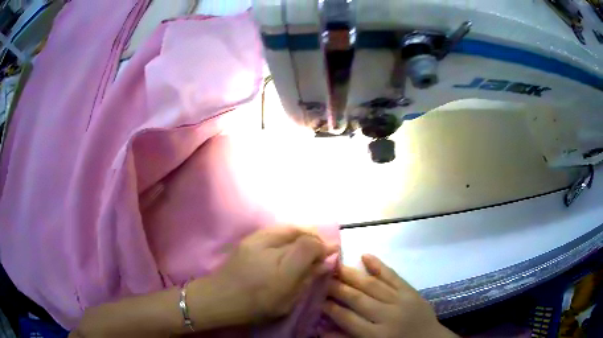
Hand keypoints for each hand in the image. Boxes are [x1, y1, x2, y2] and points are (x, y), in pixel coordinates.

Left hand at [203, 226, 337, 324]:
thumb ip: (306, 279)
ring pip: (288, 227)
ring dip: (302, 233)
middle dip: (315, 238)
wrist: (219, 297)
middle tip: (319, 249)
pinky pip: (275, 228)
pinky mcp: (249, 237)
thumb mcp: (287, 301)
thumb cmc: (255, 306)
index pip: (310, 245)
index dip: (323, 247)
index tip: (329, 254)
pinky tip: (288, 243)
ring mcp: (256, 240)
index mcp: (281, 271)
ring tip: (306, 245)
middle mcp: (269, 249)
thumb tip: (324, 263)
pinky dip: (288, 233)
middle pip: (301, 232)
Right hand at [322, 254, 456, 337]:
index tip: (317, 298)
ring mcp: (401, 301)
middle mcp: (387, 316)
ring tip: (336, 265)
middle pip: (358, 299)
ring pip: (372, 285)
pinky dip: (379, 265)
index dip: (331, 308)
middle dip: (337, 287)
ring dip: (352, 274)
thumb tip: (321, 331)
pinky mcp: (410, 291)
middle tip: (321, 277)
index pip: (347, 319)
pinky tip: (365, 255)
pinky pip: (393, 276)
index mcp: (376, 335)